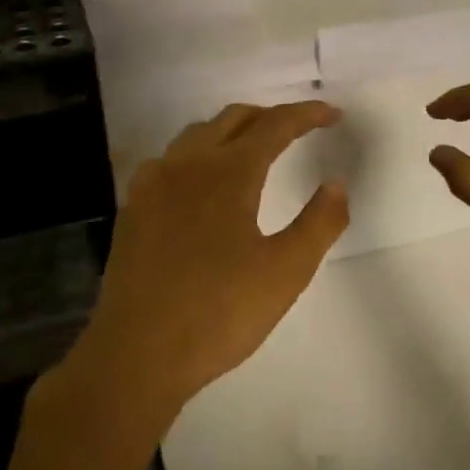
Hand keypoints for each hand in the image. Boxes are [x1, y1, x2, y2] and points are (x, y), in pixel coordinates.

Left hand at [65, 101, 349, 430]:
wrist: (137, 354)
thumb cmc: (219, 313)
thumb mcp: (286, 271)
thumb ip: (320, 222)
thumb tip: (337, 184)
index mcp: (227, 173)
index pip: (273, 125)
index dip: (306, 115)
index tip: (332, 115)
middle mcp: (186, 164)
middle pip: (232, 119)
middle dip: (269, 117)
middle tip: (298, 130)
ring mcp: (152, 184)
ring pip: (197, 135)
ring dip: (231, 132)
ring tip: (254, 150)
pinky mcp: (133, 208)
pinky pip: (170, 160)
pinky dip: (199, 154)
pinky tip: (203, 183)